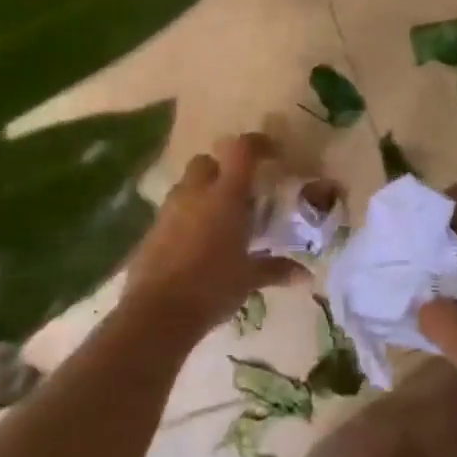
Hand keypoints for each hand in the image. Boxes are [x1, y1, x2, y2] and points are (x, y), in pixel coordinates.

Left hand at [120, 133, 306, 335]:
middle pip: (207, 161)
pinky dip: (187, 217)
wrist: (158, 312)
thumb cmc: (212, 288)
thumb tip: (304, 274)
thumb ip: (276, 269)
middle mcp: (195, 193)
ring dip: (204, 193)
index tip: (273, 153)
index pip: (242, 150)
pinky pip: (173, 211)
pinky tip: (198, 243)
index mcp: (225, 196)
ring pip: (187, 185)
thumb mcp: (249, 279)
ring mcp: (169, 210)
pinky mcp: (151, 229)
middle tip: (241, 192)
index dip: (258, 144)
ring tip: (221, 220)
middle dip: (223, 169)